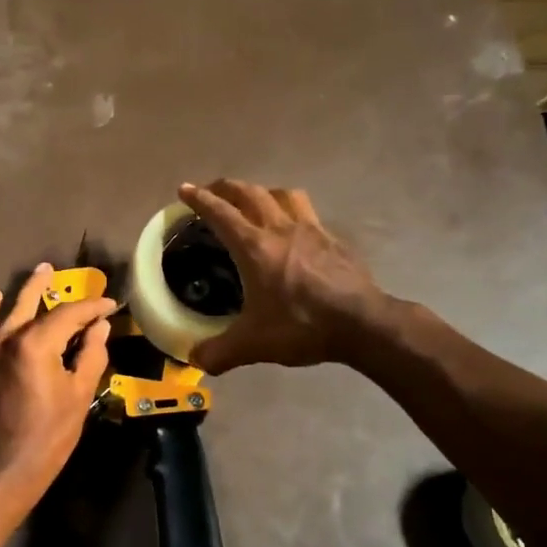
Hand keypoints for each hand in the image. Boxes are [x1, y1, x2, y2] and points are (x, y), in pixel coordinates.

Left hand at [0, 263, 115, 511]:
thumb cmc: (47, 436)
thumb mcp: (79, 396)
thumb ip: (90, 355)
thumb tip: (99, 327)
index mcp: (35, 343)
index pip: (69, 314)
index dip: (92, 307)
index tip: (109, 305)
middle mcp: (6, 336)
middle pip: (30, 300)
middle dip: (48, 285)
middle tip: (59, 270)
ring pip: (4, 309)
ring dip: (21, 292)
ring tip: (36, 277)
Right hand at [177, 180, 382, 372]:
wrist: (362, 323)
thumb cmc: (302, 325)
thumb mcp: (253, 344)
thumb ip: (220, 352)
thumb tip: (196, 359)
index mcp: (254, 247)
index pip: (220, 213)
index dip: (200, 199)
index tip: (185, 189)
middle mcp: (280, 229)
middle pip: (249, 193)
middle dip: (226, 188)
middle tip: (213, 191)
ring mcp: (310, 230)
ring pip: (282, 194)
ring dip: (262, 192)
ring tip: (254, 202)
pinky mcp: (333, 239)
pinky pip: (307, 212)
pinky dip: (292, 211)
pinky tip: (294, 229)